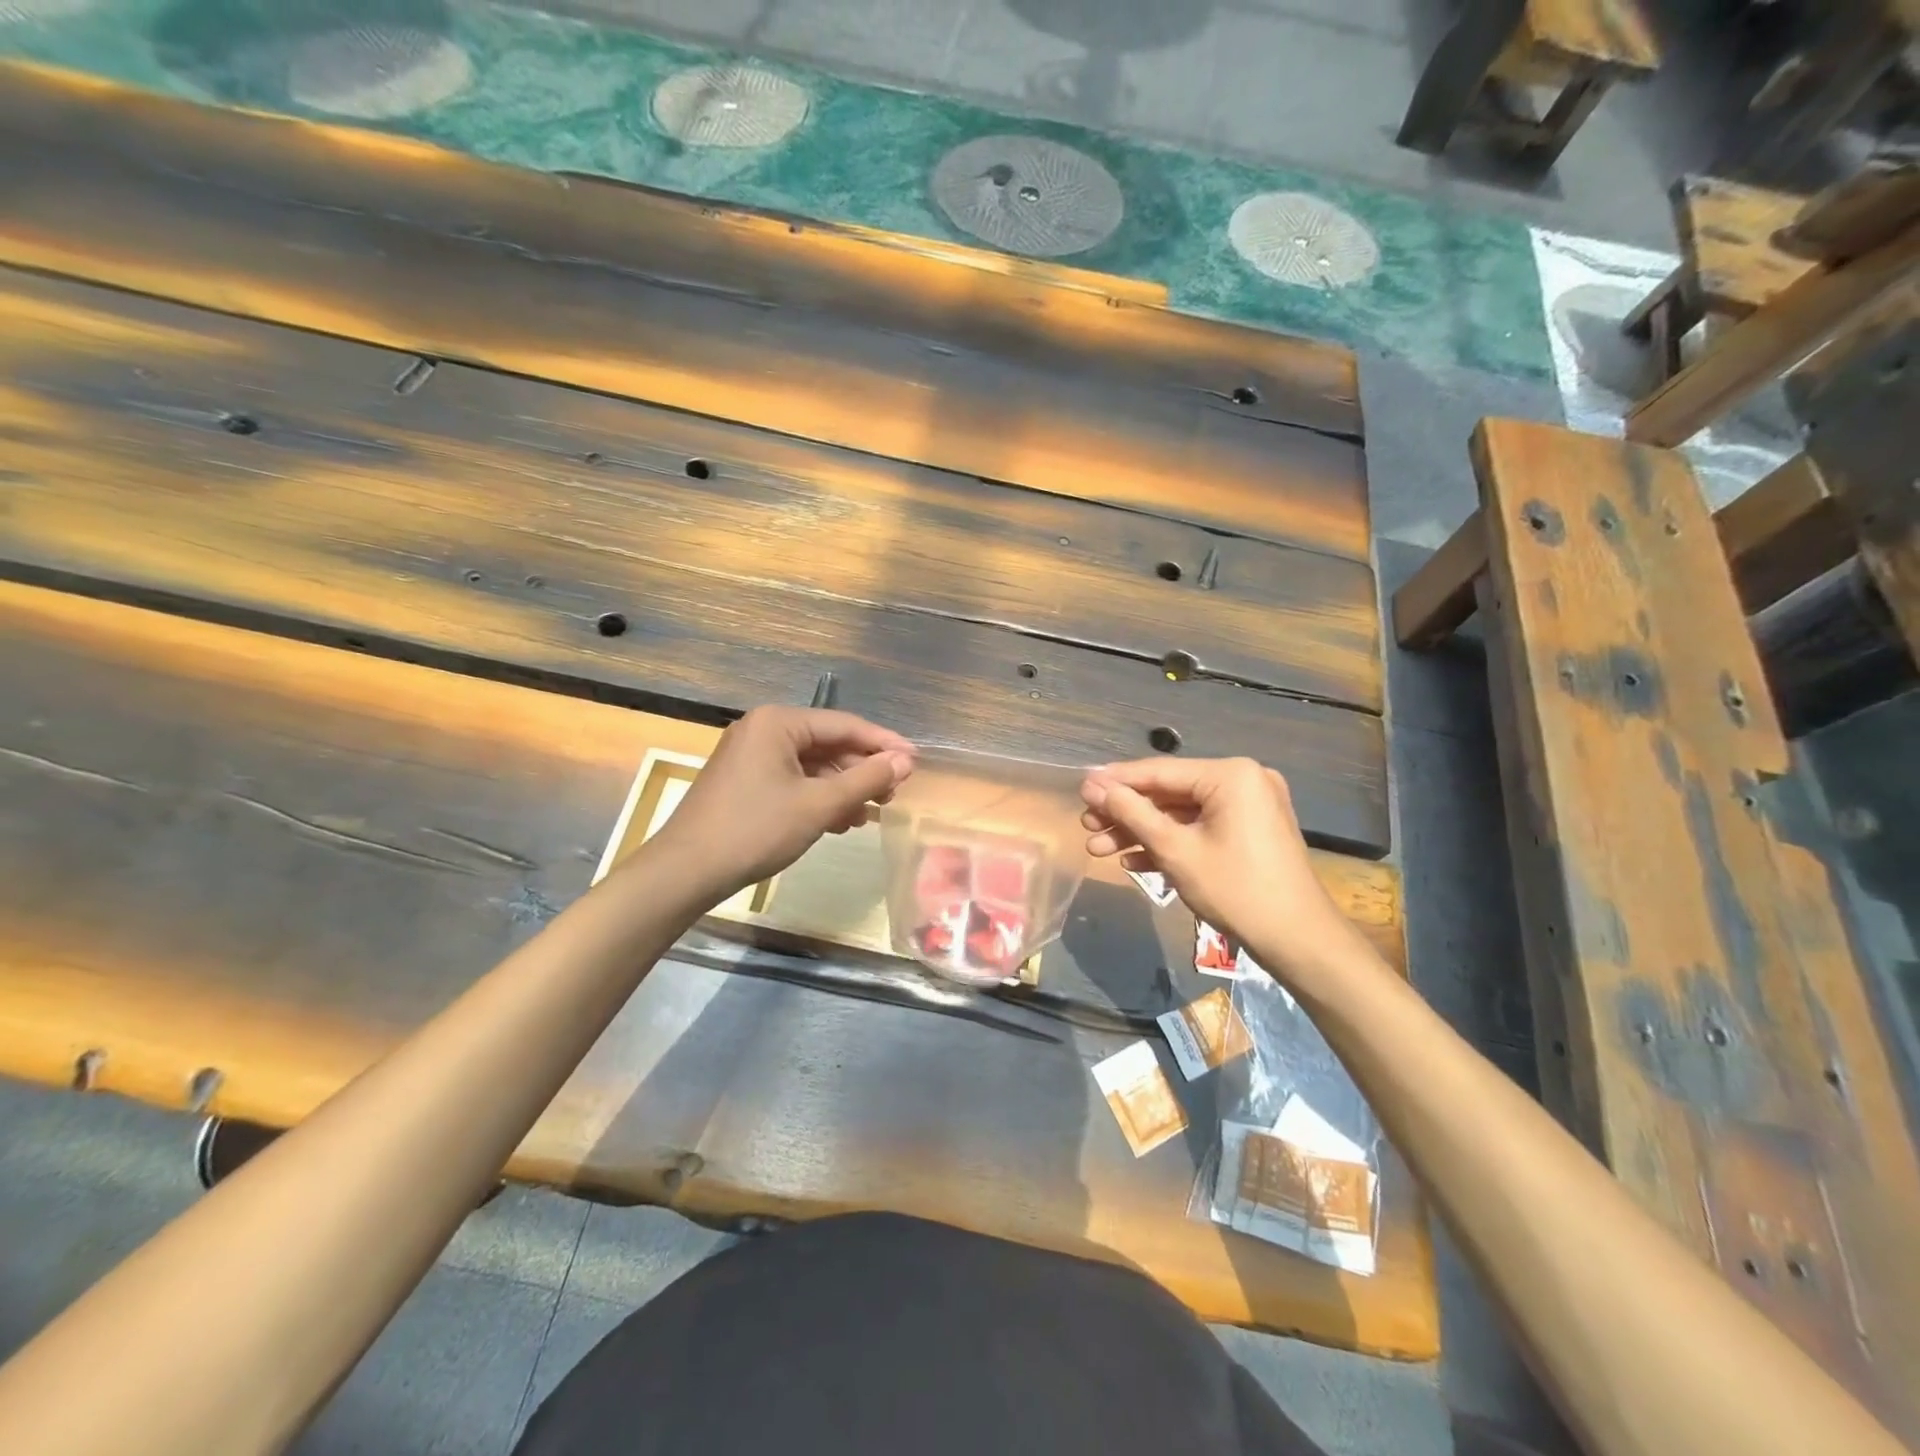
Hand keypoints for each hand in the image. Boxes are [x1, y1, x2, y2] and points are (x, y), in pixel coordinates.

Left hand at [651, 707, 913, 899]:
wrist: (686, 872)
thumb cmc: (756, 830)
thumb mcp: (819, 805)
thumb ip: (866, 780)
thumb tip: (906, 761)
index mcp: (778, 722)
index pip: (845, 725)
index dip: (884, 744)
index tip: (916, 762)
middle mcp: (763, 730)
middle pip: (828, 744)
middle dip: (862, 771)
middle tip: (893, 795)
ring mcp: (751, 756)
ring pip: (812, 766)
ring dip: (843, 788)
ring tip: (871, 813)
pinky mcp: (745, 782)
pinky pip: (794, 780)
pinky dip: (819, 798)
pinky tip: (841, 821)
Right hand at [1080, 758, 1365, 977]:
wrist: (1298, 940)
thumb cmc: (1235, 889)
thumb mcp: (1175, 850)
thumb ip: (1132, 813)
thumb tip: (1093, 786)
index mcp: (1230, 775)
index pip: (1159, 772)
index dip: (1115, 782)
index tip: (1080, 789)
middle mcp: (1243, 780)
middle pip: (1169, 792)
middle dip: (1126, 814)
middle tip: (1087, 827)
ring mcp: (1250, 806)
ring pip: (1182, 813)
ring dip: (1142, 832)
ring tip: (1099, 848)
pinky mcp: (1251, 831)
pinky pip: (1201, 827)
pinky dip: (1170, 842)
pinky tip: (1134, 859)